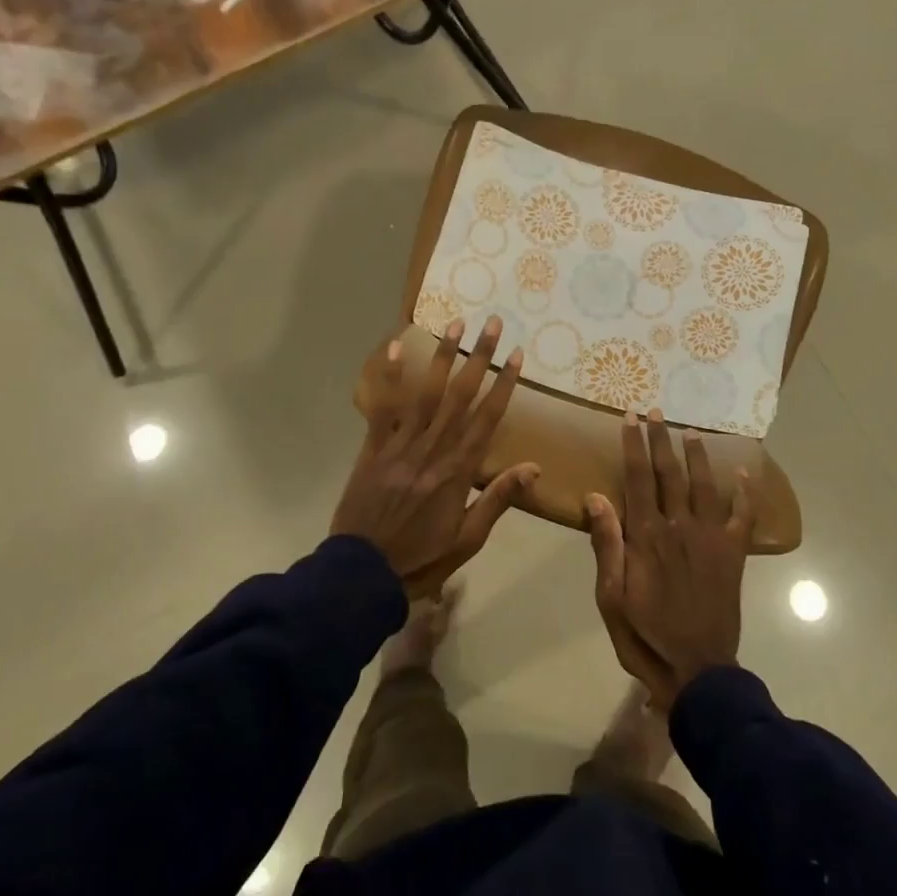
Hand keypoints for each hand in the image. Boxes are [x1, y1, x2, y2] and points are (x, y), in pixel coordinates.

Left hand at [333, 317, 537, 598]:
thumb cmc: (422, 557)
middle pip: (461, 395)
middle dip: (480, 357)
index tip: (518, 356)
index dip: (505, 384)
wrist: (362, 572)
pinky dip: (388, 376)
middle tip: (493, 324)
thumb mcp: (468, 538)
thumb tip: (534, 468)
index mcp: (459, 470)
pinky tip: (395, 347)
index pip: (488, 418)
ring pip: (426, 393)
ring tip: (455, 323)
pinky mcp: (374, 447)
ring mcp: (401, 444)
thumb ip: (498, 498)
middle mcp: (433, 448)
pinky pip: (383, 407)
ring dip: (442, 356)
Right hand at [586, 410, 752, 709]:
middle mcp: (679, 526)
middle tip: (656, 411)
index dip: (633, 445)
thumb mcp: (611, 597)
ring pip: (704, 484)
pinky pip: (743, 516)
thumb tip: (595, 496)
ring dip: (697, 455)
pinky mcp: (733, 553)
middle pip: (669, 473)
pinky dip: (746, 494)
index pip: (637, 478)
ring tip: (691, 431)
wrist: (697, 669)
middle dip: (661, 439)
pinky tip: (744, 474)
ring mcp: (710, 537)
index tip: (629, 418)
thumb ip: (606, 545)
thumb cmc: (646, 635)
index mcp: (646, 536)